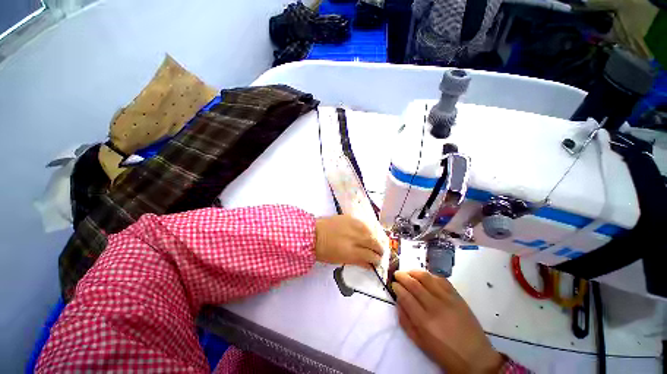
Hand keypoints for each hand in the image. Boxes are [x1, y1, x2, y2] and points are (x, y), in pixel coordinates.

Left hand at [314, 215, 382, 266]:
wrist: (313, 233)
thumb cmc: (323, 251)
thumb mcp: (339, 260)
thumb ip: (356, 261)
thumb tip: (369, 264)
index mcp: (351, 251)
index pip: (370, 255)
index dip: (376, 259)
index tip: (378, 262)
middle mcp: (354, 238)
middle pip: (373, 243)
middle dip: (379, 249)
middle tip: (381, 252)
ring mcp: (352, 226)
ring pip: (370, 232)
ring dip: (375, 238)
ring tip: (376, 242)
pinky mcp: (349, 218)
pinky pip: (363, 224)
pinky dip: (367, 229)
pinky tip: (368, 232)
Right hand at [393, 270, 503, 373]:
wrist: (475, 357)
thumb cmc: (445, 354)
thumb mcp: (420, 343)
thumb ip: (406, 321)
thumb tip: (398, 302)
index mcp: (424, 322)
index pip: (405, 296)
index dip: (397, 287)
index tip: (393, 284)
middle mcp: (435, 307)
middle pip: (414, 284)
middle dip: (402, 276)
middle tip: (397, 274)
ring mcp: (448, 300)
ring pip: (426, 277)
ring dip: (414, 271)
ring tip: (408, 272)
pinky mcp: (457, 297)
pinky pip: (441, 279)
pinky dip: (431, 275)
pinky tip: (426, 277)